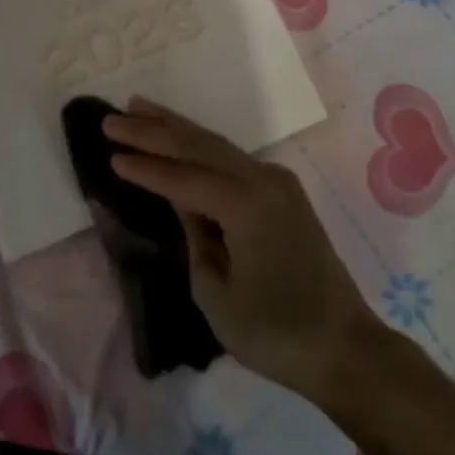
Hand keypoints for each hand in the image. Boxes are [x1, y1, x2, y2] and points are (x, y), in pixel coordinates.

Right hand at [106, 98, 379, 403]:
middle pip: (199, 145)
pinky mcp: (282, 191)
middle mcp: (262, 179)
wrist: (344, 346)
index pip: (183, 178)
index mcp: (245, 204)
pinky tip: (179, 138)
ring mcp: (276, 181)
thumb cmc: (276, 333)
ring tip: (139, 108)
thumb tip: (185, 204)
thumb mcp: (217, 295)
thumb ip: (195, 238)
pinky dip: (200, 146)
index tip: (110, 153)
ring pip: (216, 144)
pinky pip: (232, 158)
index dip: (145, 167)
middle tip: (114, 118)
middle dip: (154, 129)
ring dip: (176, 127)